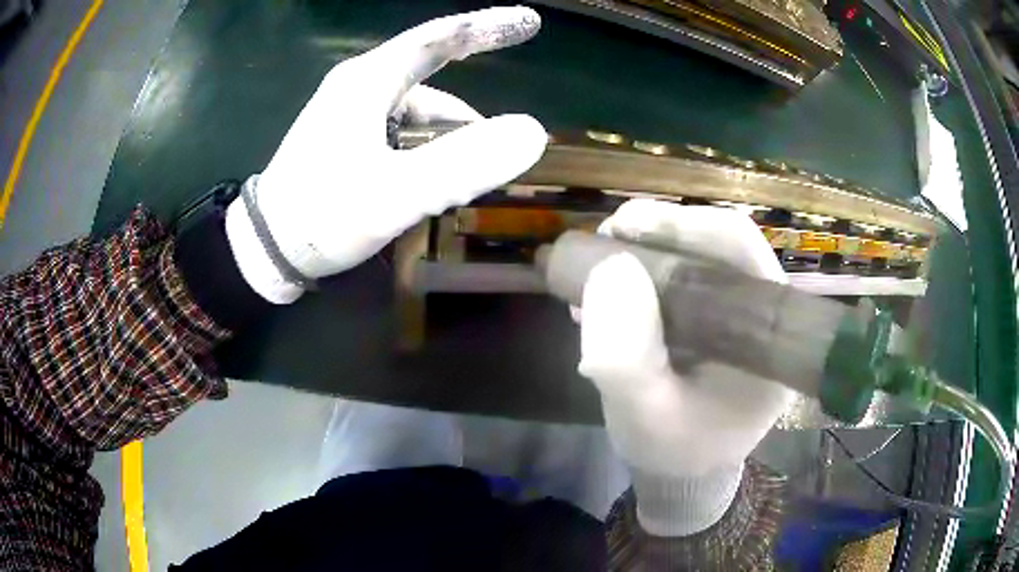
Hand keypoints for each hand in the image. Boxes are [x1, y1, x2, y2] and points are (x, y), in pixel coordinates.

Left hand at [226, 7, 547, 302]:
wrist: (264, 250)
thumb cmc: (322, 216)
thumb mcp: (395, 193)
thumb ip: (464, 163)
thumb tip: (532, 133)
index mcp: (368, 81)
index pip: (438, 38)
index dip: (487, 27)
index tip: (529, 23)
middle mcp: (359, 87)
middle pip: (433, 82)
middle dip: (467, 120)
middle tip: (493, 157)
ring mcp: (350, 113)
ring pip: (417, 115)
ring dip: (446, 144)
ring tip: (460, 185)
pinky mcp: (345, 138)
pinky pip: (400, 133)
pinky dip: (423, 153)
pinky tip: (429, 183)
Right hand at [577, 199, 795, 534]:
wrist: (683, 469)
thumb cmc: (674, 451)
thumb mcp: (642, 418)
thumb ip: (626, 360)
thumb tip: (613, 268)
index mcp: (768, 334)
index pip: (739, 248)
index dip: (683, 224)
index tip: (621, 228)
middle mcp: (761, 312)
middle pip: (715, 242)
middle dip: (653, 233)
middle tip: (600, 244)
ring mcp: (738, 311)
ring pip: (694, 254)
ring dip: (640, 253)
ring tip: (591, 276)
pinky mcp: (715, 316)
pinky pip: (679, 276)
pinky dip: (638, 275)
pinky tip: (604, 295)